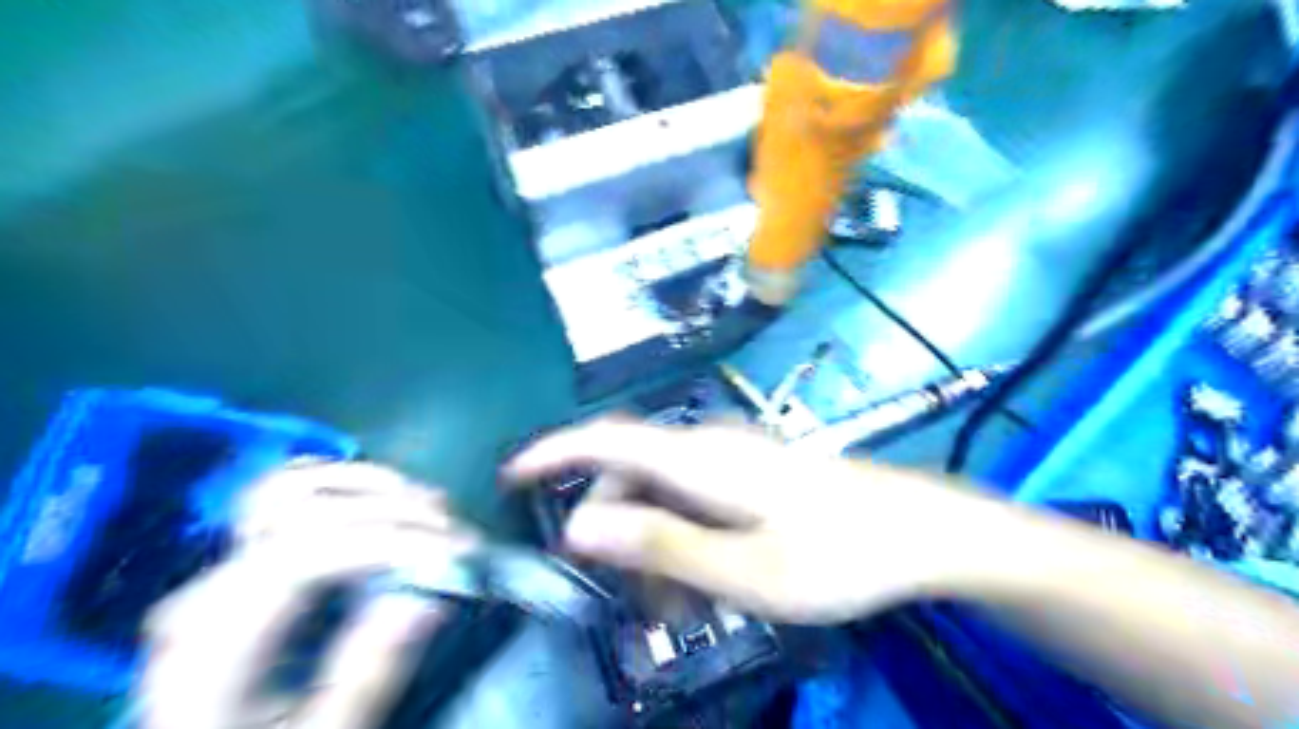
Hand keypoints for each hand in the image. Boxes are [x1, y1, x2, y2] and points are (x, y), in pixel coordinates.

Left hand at [137, 461, 480, 728]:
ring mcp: (221, 566)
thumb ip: (367, 674)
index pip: (305, 555)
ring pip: (293, 487)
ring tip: (431, 506)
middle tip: (460, 536)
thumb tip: (428, 598)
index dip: (389, 541)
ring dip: (373, 486)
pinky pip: (284, 494)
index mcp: (211, 644)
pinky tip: (381, 495)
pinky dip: (339, 485)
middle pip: (308, 512)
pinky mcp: (243, 558)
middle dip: (397, 512)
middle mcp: (207, 589)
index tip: (455, 553)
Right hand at [501, 419, 996, 621]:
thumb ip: (659, 545)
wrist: (919, 531)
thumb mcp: (743, 570)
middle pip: (632, 478)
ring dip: (656, 548)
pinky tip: (708, 586)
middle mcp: (709, 449)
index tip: (510, 475)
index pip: (605, 441)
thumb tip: (580, 525)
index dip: (552, 453)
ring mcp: (733, 461)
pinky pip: (697, 503)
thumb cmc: (837, 553)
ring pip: (665, 497)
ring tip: (677, 610)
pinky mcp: (752, 476)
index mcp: (698, 460)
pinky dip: (686, 541)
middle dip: (617, 534)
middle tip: (628, 599)